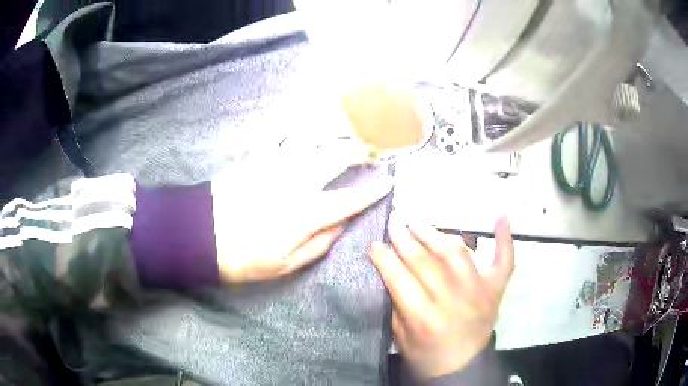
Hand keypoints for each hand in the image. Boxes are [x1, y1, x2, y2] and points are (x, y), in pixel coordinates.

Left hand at [213, 138, 390, 282]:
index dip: (373, 191)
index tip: (388, 182)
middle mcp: (297, 182)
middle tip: (371, 151)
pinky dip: (292, 122)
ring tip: (345, 128)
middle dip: (360, 151)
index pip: (351, 199)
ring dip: (332, 129)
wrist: (201, 236)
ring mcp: (275, 164)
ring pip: (312, 136)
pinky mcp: (255, 156)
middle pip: (337, 156)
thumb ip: (318, 245)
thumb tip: (341, 225)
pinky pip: (277, 131)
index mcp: (307, 213)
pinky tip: (302, 117)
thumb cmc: (243, 257)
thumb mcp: (285, 265)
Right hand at [369, 214, 514, 378]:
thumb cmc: (426, 355)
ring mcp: (479, 291)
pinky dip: (505, 239)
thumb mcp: (400, 337)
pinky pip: (504, 261)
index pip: (399, 278)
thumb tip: (391, 268)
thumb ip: (397, 303)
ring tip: (418, 222)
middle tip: (394, 220)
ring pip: (456, 252)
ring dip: (435, 233)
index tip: (374, 243)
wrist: (462, 368)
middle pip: (425, 261)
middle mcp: (452, 300)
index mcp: (424, 318)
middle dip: (404, 238)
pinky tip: (502, 216)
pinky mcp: (495, 290)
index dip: (384, 258)